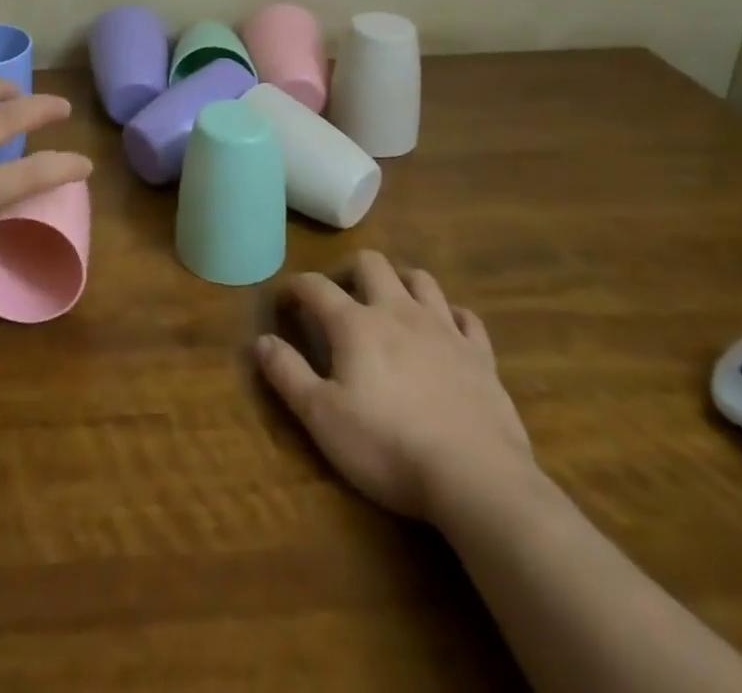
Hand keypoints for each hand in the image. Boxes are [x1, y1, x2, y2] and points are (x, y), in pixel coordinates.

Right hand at [256, 250, 535, 523]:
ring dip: (400, 282)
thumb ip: (287, 373)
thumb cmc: (388, 447)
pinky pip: (466, 317)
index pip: (315, 286)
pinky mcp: (480, 355)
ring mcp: (444, 329)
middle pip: (372, 263)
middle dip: (349, 271)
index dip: (294, 288)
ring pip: (420, 279)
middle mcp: (398, 312)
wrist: (476, 478)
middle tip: (340, 298)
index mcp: (355, 324)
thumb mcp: (322, 417)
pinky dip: (450, 316)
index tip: (284, 302)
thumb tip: (260, 339)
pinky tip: (444, 331)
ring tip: (389, 303)